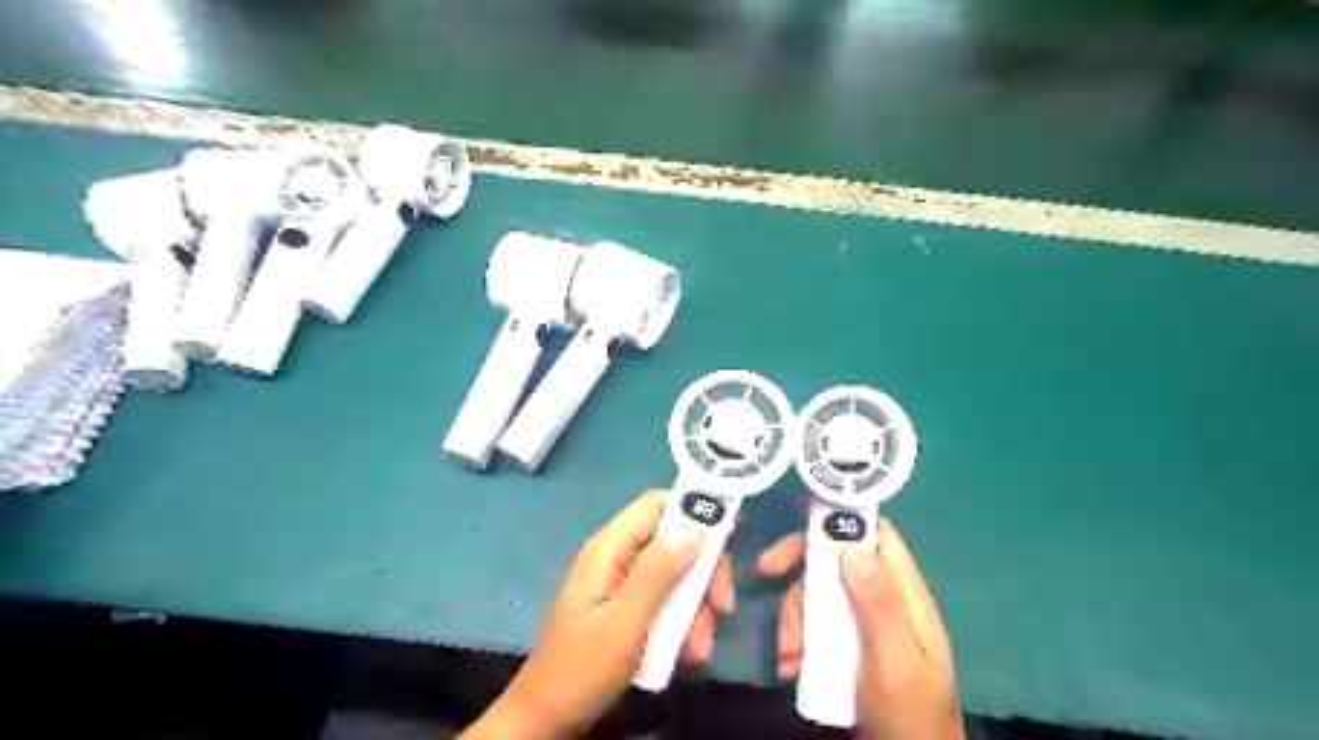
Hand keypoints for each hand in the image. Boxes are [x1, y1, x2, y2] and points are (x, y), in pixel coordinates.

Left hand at [460, 489, 732, 736]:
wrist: (549, 719)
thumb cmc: (583, 668)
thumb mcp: (625, 621)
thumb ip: (658, 572)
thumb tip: (696, 529)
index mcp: (610, 548)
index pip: (656, 505)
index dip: (693, 510)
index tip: (730, 535)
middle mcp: (618, 557)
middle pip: (674, 542)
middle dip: (703, 573)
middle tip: (722, 608)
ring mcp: (624, 583)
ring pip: (676, 576)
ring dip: (696, 608)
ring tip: (700, 648)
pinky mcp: (629, 607)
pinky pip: (667, 601)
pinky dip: (683, 623)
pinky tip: (689, 654)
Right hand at [756, 520, 966, 738]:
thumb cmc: (909, 717)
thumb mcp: (896, 661)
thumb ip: (878, 604)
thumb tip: (851, 545)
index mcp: (905, 596)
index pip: (877, 535)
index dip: (843, 516)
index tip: (801, 508)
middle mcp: (882, 603)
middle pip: (836, 561)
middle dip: (799, 566)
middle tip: (766, 570)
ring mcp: (862, 627)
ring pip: (818, 595)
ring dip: (794, 617)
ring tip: (788, 653)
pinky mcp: (845, 649)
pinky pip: (813, 628)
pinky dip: (796, 641)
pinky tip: (791, 666)